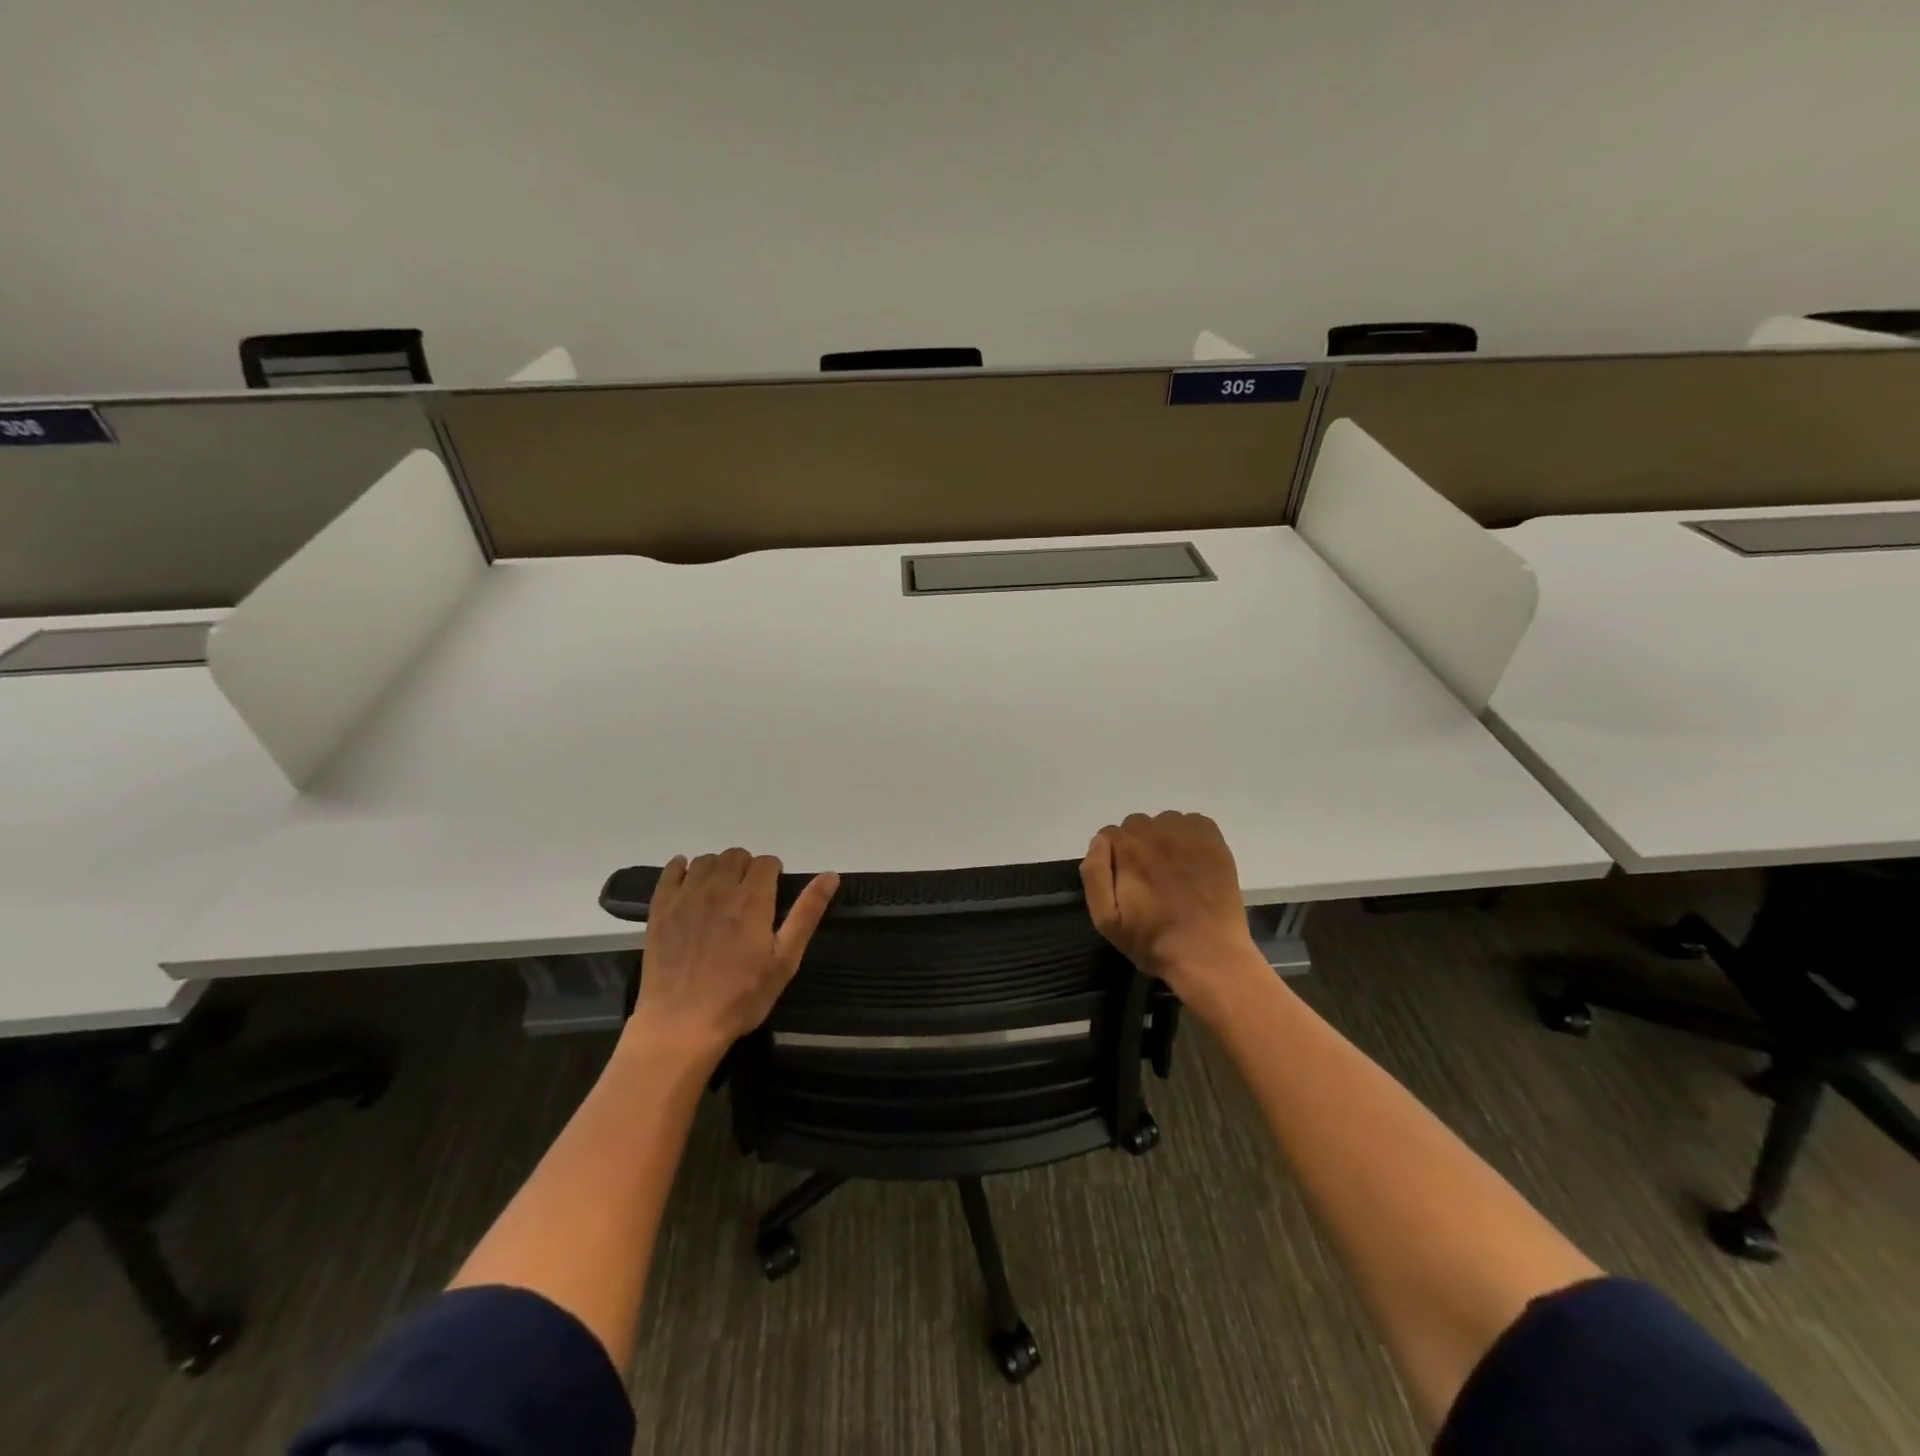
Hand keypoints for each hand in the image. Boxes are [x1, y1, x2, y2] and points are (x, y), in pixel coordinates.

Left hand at [630, 848, 838, 1055]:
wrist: (682, 1024)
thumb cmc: (741, 997)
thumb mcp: (785, 960)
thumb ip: (806, 914)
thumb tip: (830, 876)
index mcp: (752, 899)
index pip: (766, 862)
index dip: (773, 872)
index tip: (773, 891)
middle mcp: (719, 888)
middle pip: (736, 855)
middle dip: (747, 867)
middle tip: (749, 895)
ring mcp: (686, 897)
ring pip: (705, 860)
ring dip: (718, 868)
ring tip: (721, 892)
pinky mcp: (660, 909)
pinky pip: (670, 871)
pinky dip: (681, 867)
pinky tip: (687, 879)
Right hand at [1080, 812, 1267, 1018]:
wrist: (1209, 955)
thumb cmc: (1153, 941)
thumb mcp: (1106, 919)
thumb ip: (1094, 874)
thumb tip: (1099, 842)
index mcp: (1129, 851)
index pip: (1109, 834)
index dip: (1112, 857)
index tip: (1123, 879)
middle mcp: (1157, 834)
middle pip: (1136, 825)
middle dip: (1135, 845)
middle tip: (1147, 877)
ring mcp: (1189, 836)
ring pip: (1164, 821)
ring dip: (1162, 838)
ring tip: (1171, 868)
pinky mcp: (1214, 842)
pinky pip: (1194, 822)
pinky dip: (1189, 834)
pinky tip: (1192, 861)